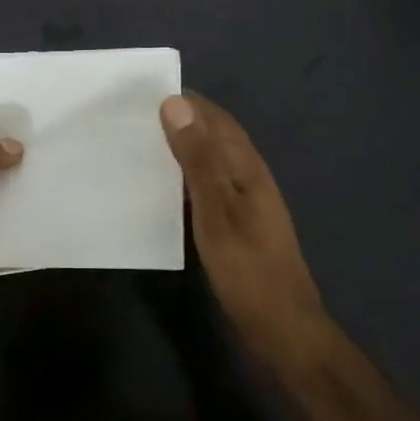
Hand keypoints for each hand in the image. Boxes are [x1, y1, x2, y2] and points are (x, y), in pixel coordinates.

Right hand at [161, 93, 329, 367]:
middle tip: (136, 117)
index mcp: (246, 165)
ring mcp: (247, 200)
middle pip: (215, 135)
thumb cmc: (247, 267)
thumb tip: (174, 103)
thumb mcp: (215, 210)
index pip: (215, 117)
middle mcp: (249, 175)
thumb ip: (196, 157)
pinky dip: (187, 175)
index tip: (144, 92)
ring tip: (143, 145)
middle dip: (182, 120)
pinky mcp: (239, 223)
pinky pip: (209, 184)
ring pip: (212, 159)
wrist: (283, 328)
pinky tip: (165, 187)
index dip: (185, 101)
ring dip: (184, 147)